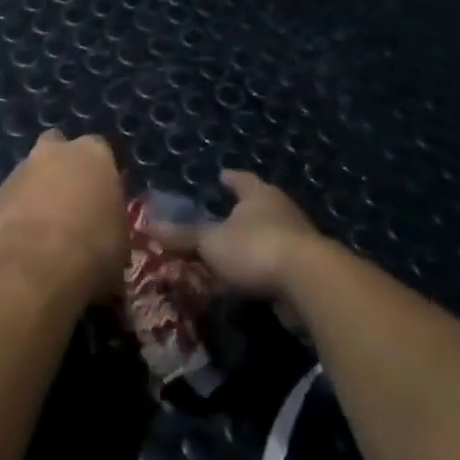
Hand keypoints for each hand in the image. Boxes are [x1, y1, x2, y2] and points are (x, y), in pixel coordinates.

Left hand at [0, 131, 127, 302]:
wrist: (34, 265)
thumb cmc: (92, 251)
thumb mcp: (120, 243)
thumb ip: (111, 224)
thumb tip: (106, 236)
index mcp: (94, 155)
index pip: (101, 151)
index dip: (101, 175)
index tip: (103, 197)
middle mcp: (55, 152)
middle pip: (58, 149)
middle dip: (62, 168)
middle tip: (72, 202)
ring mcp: (21, 169)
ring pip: (31, 172)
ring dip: (37, 190)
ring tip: (45, 226)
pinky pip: (12, 196)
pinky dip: (17, 210)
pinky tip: (24, 237)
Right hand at [159, 171, 321, 298]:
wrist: (310, 283)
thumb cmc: (255, 248)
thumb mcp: (209, 242)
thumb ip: (182, 236)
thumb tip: (148, 227)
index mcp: (259, 195)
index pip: (242, 179)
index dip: (230, 178)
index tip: (221, 176)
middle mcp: (283, 211)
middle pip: (259, 206)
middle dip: (241, 212)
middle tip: (220, 216)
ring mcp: (300, 240)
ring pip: (269, 236)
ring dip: (252, 243)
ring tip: (230, 252)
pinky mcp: (308, 270)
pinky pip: (276, 264)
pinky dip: (261, 269)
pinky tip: (246, 279)